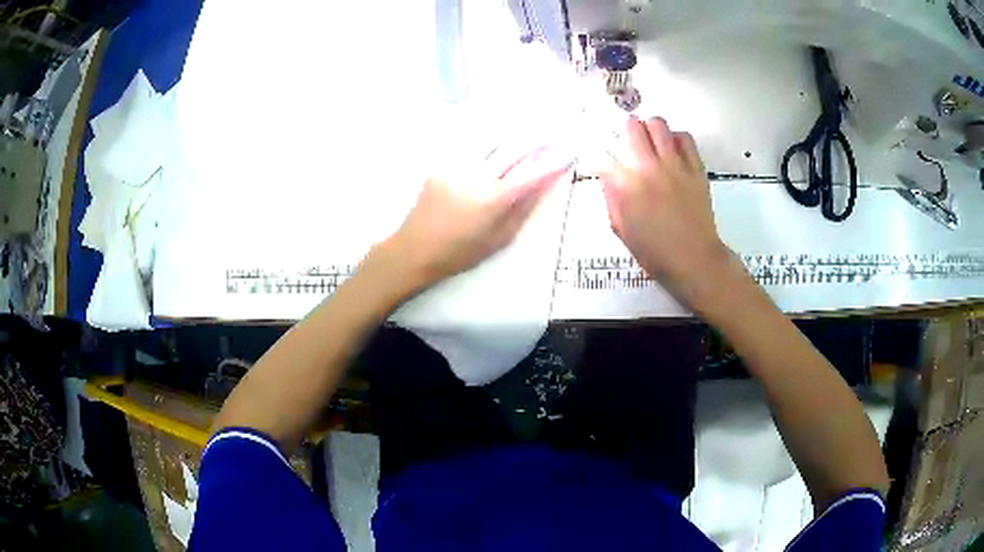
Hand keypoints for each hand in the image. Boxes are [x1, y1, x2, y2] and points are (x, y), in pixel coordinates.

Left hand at [370, 147, 572, 295]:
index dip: (552, 163)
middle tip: (554, 132)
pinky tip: (497, 135)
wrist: (414, 250)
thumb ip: (524, 209)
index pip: (530, 175)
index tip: (569, 153)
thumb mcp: (499, 239)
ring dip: (512, 132)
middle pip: (512, 149)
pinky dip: (487, 138)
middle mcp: (474, 176)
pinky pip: (470, 145)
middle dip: (536, 139)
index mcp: (491, 200)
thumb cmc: (459, 253)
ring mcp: (455, 166)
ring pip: (491, 140)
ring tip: (530, 125)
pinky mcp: (440, 163)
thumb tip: (546, 184)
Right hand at [601, 116, 732, 305]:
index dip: (601, 156)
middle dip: (625, 132)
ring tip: (651, 142)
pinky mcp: (695, 167)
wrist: (693, 259)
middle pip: (631, 127)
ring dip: (649, 129)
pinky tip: (673, 150)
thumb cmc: (653, 251)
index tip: (604, 163)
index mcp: (626, 185)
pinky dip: (675, 138)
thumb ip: (611, 197)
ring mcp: (675, 165)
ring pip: (658, 124)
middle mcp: (648, 167)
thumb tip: (608, 175)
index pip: (604, 154)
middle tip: (629, 143)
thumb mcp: (620, 228)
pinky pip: (685, 138)